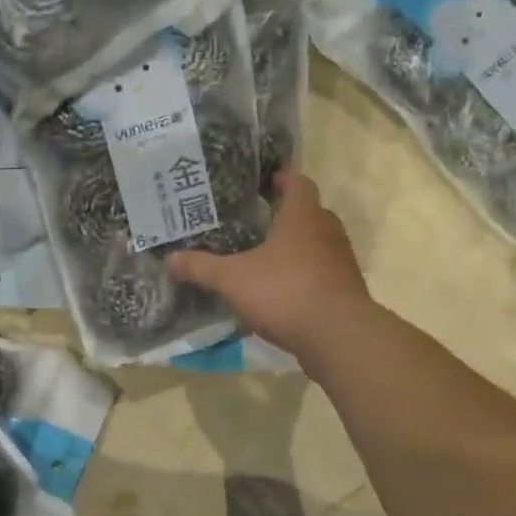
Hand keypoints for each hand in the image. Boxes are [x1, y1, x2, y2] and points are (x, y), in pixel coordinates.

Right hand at [167, 170, 370, 360]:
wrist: (339, 337)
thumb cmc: (285, 291)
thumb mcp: (233, 279)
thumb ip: (202, 267)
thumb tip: (170, 259)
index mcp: (303, 217)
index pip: (297, 183)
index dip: (281, 178)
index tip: (261, 182)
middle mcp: (327, 232)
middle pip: (308, 213)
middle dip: (284, 216)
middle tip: (254, 222)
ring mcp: (341, 262)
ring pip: (316, 244)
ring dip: (295, 248)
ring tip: (263, 257)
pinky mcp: (345, 290)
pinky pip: (321, 273)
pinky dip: (303, 275)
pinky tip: (280, 291)